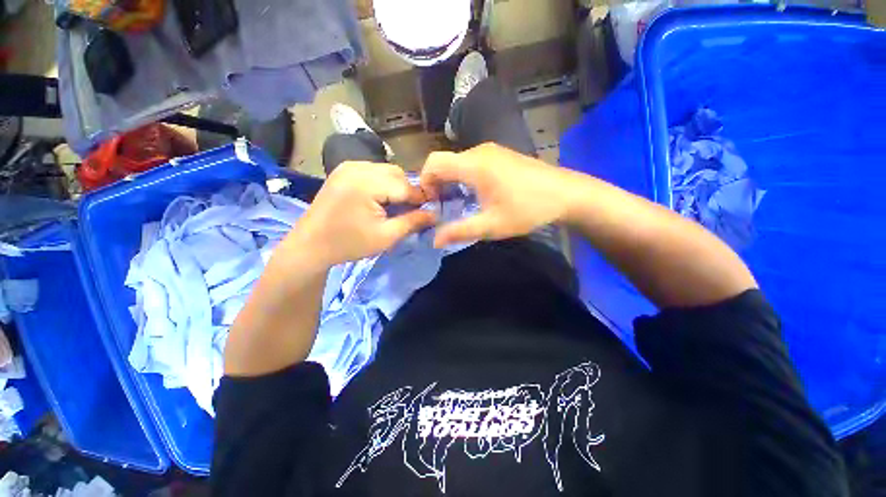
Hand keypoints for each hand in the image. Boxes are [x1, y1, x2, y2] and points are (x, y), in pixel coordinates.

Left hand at [282, 162, 435, 267]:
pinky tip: (382, 199)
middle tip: (411, 212)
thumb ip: (413, 222)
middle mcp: (357, 167)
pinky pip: (374, 172)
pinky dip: (384, 184)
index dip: (421, 199)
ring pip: (387, 171)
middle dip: (408, 192)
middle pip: (397, 174)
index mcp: (366, 183)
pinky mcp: (344, 170)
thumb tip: (435, 214)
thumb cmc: (349, 244)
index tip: (431, 212)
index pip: (406, 186)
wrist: (310, 245)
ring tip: (396, 207)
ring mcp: (349, 166)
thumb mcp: (386, 237)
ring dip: (397, 187)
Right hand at [420, 143, 574, 247]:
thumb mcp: (491, 225)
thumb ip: (460, 231)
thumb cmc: (528, 209)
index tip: (430, 203)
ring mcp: (491, 151)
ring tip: (457, 204)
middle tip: (442, 208)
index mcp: (474, 165)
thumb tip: (434, 240)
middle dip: (436, 184)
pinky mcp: (500, 155)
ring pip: (458, 163)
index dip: (424, 181)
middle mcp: (479, 152)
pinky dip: (464, 177)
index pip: (434, 162)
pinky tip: (475, 195)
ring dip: (451, 182)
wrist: (567, 194)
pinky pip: (471, 163)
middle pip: (444, 162)